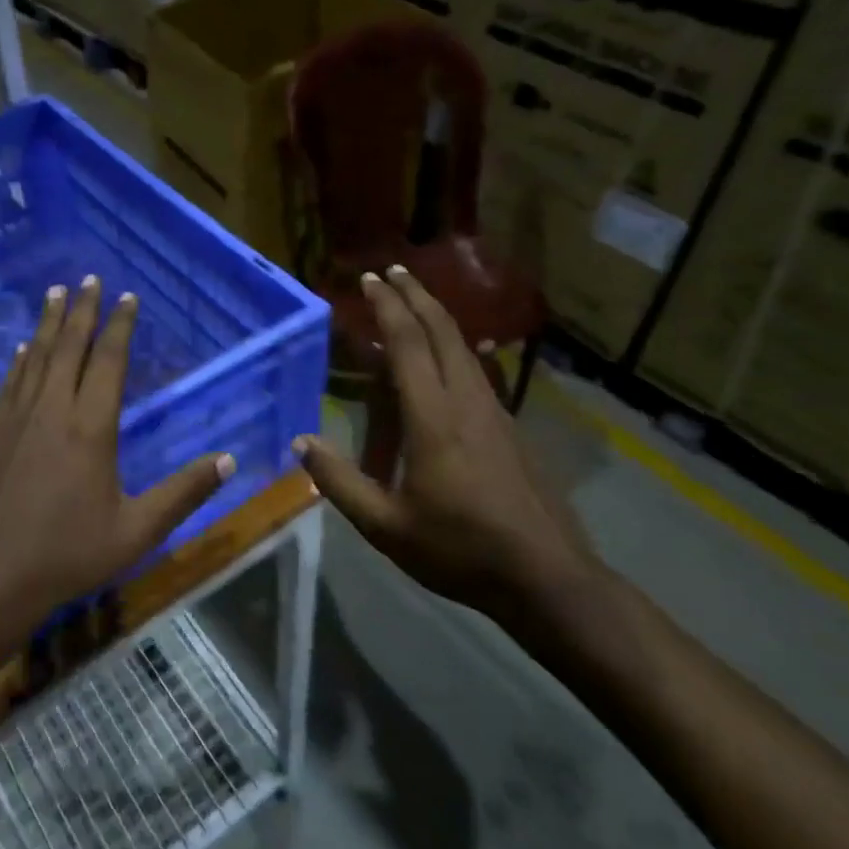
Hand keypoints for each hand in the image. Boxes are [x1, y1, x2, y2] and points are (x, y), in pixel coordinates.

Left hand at [0, 275, 233, 638]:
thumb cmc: (66, 555)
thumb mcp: (136, 531)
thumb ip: (183, 493)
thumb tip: (229, 460)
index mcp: (90, 428)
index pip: (109, 361)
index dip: (120, 326)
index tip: (128, 297)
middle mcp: (52, 410)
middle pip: (69, 347)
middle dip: (83, 310)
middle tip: (89, 277)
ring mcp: (15, 419)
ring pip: (36, 357)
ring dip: (48, 323)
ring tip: (56, 293)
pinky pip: (10, 382)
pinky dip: (20, 360)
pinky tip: (21, 349)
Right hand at [294, 266, 595, 613]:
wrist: (547, 576)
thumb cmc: (461, 550)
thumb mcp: (386, 526)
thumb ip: (340, 482)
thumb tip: (301, 444)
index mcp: (435, 418)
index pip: (409, 345)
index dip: (388, 307)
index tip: (369, 281)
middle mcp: (468, 402)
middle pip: (443, 332)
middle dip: (416, 296)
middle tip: (392, 272)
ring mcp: (495, 413)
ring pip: (464, 348)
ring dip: (437, 318)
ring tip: (414, 304)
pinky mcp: (510, 429)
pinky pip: (476, 371)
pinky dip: (452, 348)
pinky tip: (447, 360)